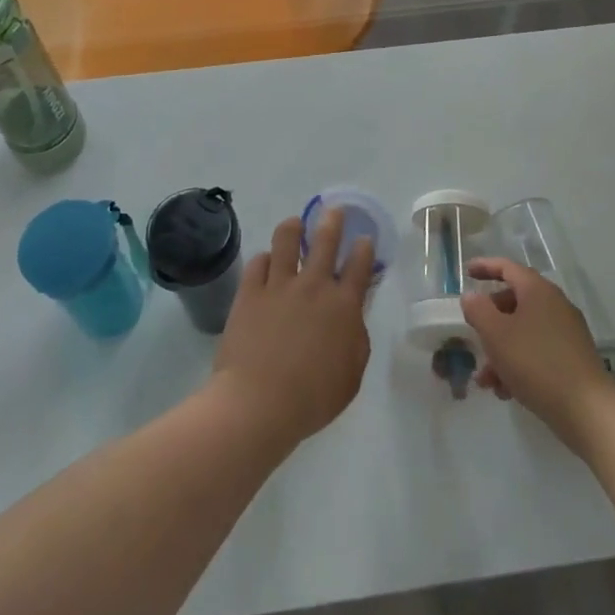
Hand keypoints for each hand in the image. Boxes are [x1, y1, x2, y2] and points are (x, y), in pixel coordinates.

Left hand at [209, 211, 373, 452]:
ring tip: (294, 224)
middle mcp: (313, 285)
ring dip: (293, 227)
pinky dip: (264, 259)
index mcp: (343, 305)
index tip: (364, 239)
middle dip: (332, 220)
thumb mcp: (351, 376)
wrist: (259, 403)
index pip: (359, 265)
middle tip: (333, 211)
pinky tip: (265, 261)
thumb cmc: (312, 398)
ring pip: (286, 239)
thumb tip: (353, 317)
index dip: (364, 248)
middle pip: (325, 239)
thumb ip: (356, 340)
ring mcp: (279, 285)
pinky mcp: (250, 291)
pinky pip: (257, 262)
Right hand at [461, 258, 614, 446]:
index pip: (507, 268)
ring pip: (524, 331)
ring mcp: (566, 332)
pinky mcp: (572, 358)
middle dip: (490, 320)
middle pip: (514, 301)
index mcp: (538, 291)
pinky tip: (506, 391)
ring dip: (501, 350)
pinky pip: (537, 351)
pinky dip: (518, 364)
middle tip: (473, 334)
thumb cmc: (536, 363)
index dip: (485, 267)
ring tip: (485, 380)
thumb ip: (478, 310)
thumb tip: (472, 297)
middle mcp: (555, 305)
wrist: (588, 410)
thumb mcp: (496, 334)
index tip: (466, 273)